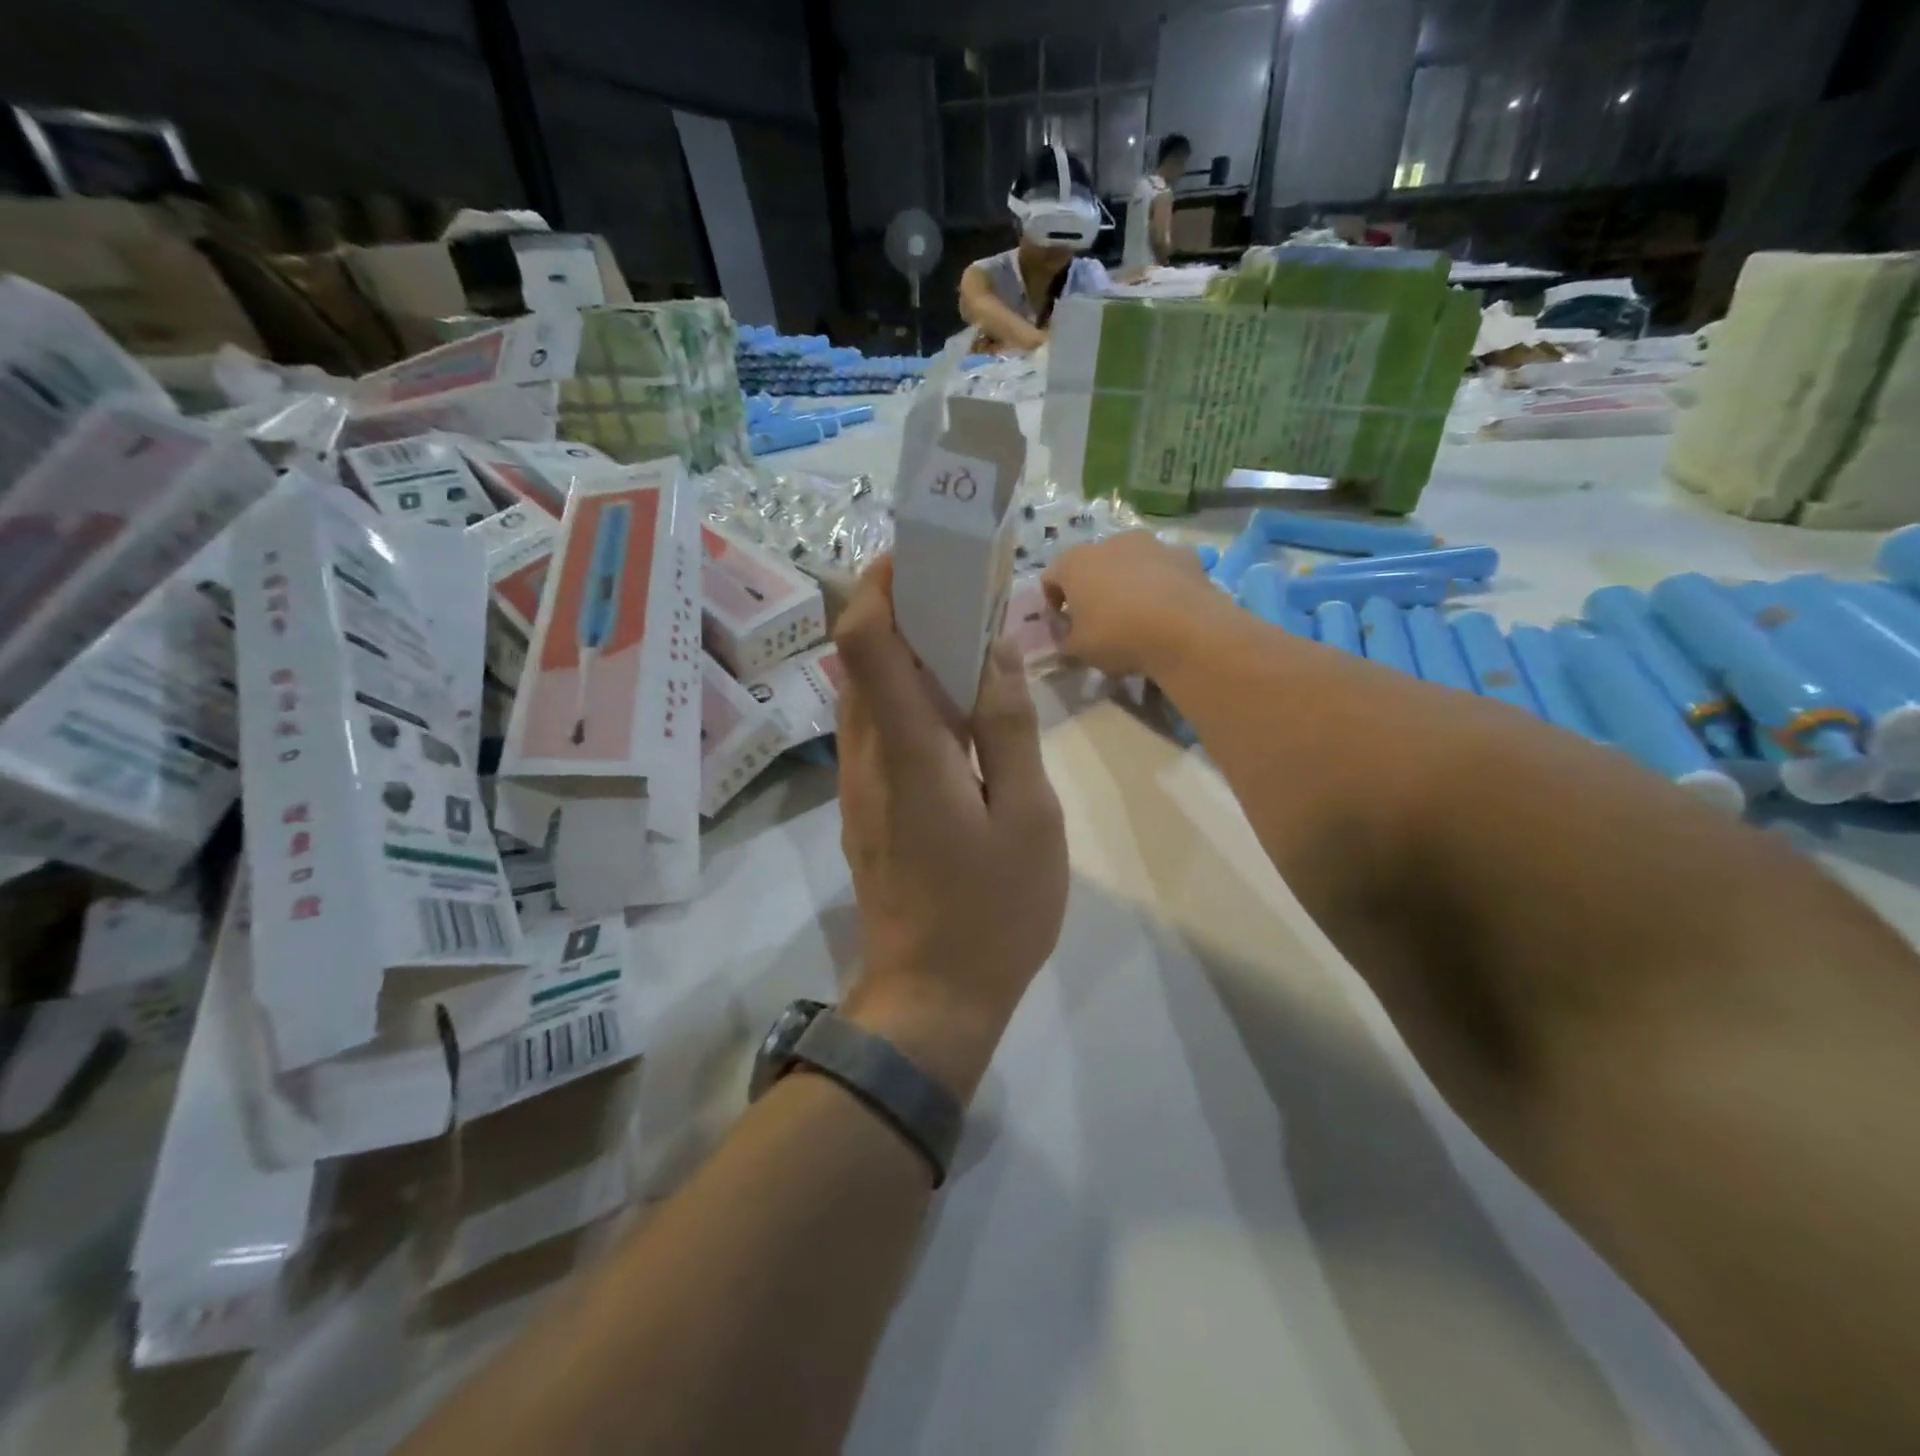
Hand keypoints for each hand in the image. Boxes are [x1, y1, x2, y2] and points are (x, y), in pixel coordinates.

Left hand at [833, 559, 1068, 1097]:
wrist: (933, 998)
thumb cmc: (993, 911)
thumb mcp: (1028, 816)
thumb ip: (1008, 726)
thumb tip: (992, 647)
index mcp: (906, 751)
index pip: (866, 641)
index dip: (883, 584)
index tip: (923, 555)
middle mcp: (866, 756)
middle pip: (863, 657)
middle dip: (903, 609)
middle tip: (965, 592)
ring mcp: (858, 784)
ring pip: (868, 693)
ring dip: (907, 654)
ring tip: (968, 643)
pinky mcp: (865, 807)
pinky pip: (877, 730)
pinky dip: (907, 698)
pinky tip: (956, 713)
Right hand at [1042, 532, 1221, 677]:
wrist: (1185, 629)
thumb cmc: (1118, 636)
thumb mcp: (1078, 650)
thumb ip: (1064, 641)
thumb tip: (1066, 636)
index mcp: (1074, 563)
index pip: (1050, 579)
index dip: (1053, 604)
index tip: (1064, 628)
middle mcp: (1109, 543)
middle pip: (1091, 566)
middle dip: (1091, 590)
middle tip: (1099, 622)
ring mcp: (1150, 544)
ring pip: (1129, 563)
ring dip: (1126, 583)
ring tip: (1137, 615)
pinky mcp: (1183, 554)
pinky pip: (1163, 569)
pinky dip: (1160, 584)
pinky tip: (1166, 610)